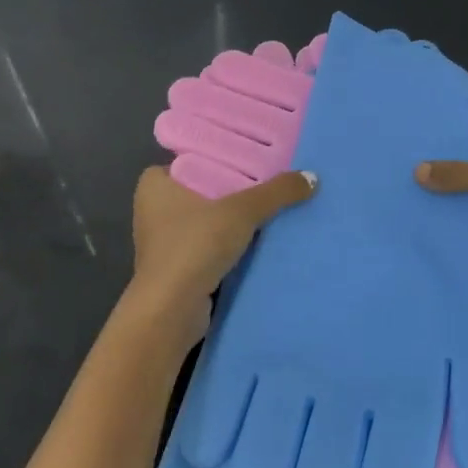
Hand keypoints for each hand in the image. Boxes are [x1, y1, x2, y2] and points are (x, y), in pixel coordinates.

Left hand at [129, 166, 316, 336]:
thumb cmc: (195, 246)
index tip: (252, 156)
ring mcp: (164, 242)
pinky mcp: (178, 268)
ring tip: (273, 207)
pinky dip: (231, 244)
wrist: (171, 311)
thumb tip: (312, 177)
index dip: (220, 156)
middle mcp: (154, 209)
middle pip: (203, 189)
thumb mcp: (241, 212)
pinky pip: (210, 246)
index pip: (190, 158)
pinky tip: (261, 241)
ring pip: (208, 220)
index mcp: (155, 184)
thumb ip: (276, 192)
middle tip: (271, 179)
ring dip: (234, 219)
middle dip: (234, 188)